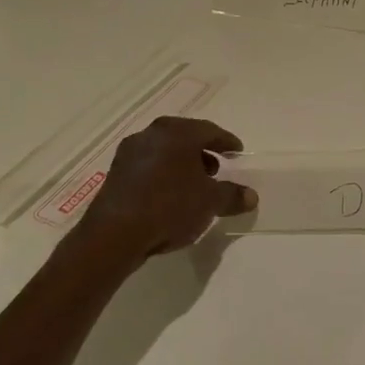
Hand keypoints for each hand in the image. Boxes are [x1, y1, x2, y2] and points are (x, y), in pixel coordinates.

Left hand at [77, 117, 256, 258]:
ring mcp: (130, 152)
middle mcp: (152, 134)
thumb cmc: (169, 206)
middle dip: (203, 152)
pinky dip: (164, 174)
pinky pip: (148, 166)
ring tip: (195, 185)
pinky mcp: (116, 173)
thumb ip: (232, 195)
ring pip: (164, 151)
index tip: (238, 152)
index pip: (209, 131)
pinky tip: (170, 195)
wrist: (114, 234)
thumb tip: (251, 196)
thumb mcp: (209, 202)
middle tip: (217, 168)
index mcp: (177, 133)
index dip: (226, 142)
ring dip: (182, 164)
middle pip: (184, 138)